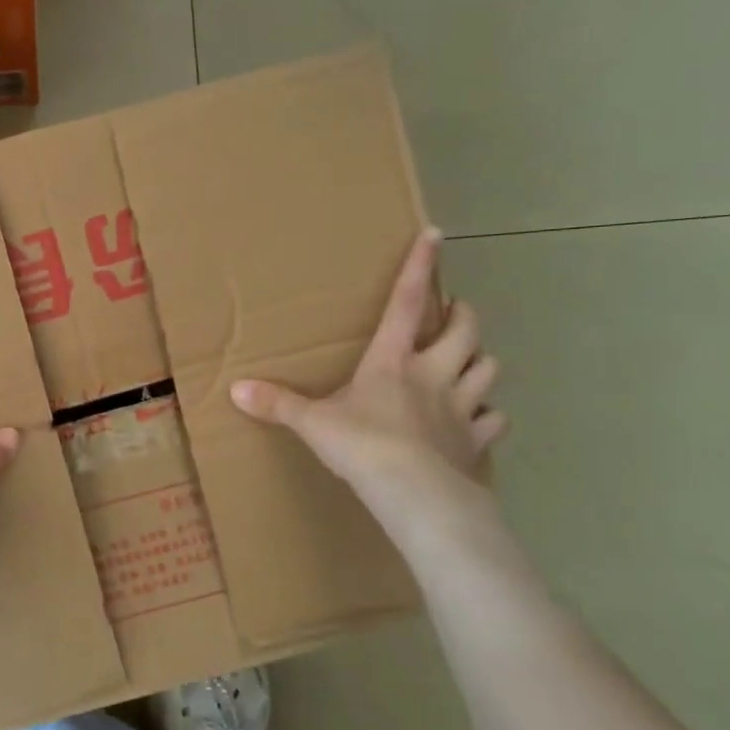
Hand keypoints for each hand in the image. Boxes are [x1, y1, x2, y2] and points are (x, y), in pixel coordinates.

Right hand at [229, 229, 505, 530]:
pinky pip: (493, 421)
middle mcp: (433, 374)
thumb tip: (235, 390)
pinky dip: (489, 416)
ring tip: (469, 361)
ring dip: (480, 360)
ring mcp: (460, 408)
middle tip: (455, 311)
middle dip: (463, 315)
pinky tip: (479, 419)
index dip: (421, 267)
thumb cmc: (362, 445)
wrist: (414, 493)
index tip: (436, 236)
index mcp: (393, 361)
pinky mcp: (474, 442)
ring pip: (488, 369)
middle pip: (465, 331)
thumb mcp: (313, 423)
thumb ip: (278, 404)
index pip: (407, 303)